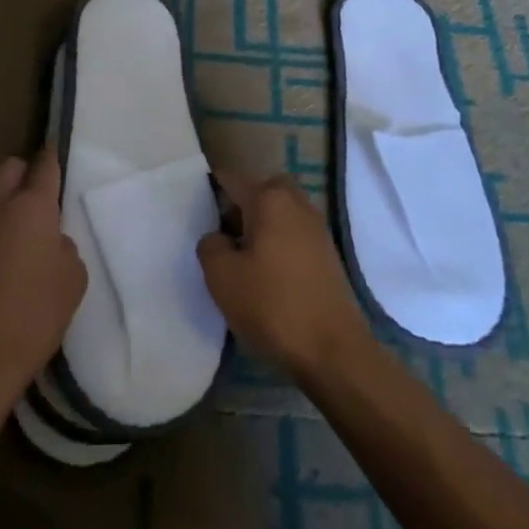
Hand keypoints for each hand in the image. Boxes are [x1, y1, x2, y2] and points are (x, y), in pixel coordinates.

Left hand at [0, 149, 87, 404]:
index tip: (57, 153)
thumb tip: (49, 241)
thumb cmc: (34, 315)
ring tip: (29, 227)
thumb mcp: (72, 279)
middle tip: (43, 195)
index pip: (43, 165)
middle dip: (25, 172)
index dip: (52, 157)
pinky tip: (12, 252)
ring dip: (8, 199)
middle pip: (9, 168)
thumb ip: (64, 246)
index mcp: (30, 205)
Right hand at [197, 165, 373, 382]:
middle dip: (240, 206)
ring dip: (260, 226)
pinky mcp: (328, 253)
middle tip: (223, 236)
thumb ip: (210, 245)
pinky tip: (267, 275)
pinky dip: (278, 243)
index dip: (209, 188)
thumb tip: (218, 237)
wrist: (334, 351)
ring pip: (279, 211)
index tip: (195, 210)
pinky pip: (294, 233)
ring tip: (243, 261)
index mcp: (269, 198)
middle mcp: (296, 202)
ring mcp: (317, 227)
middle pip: (260, 190)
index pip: (231, 178)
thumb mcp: (222, 277)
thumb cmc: (273, 305)